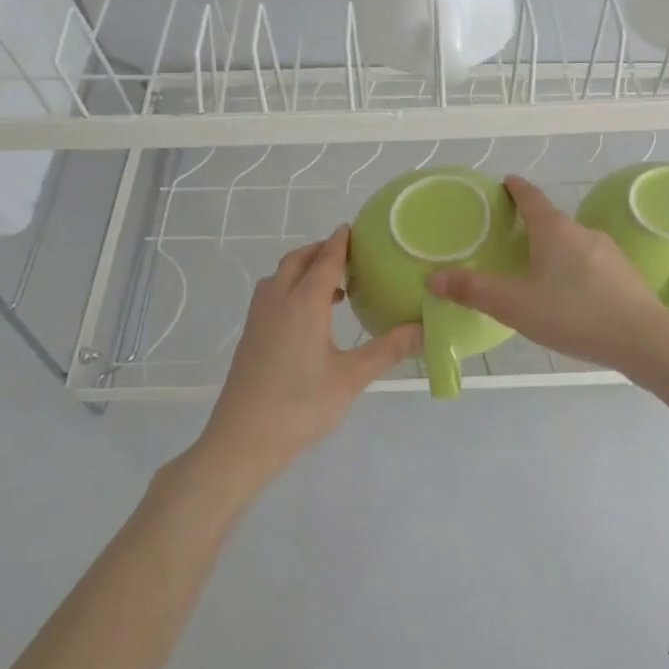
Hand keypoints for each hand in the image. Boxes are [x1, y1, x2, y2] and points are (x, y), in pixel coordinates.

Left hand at [197, 227, 417, 482]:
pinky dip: (290, 287)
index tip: (353, 228)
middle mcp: (277, 301)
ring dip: (303, 269)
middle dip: (320, 251)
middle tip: (348, 255)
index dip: (340, 242)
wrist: (243, 440)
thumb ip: (390, 349)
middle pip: (297, 261)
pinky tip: (310, 316)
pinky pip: (271, 294)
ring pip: (279, 277)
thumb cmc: (301, 405)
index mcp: (303, 303)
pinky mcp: (250, 336)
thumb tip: (426, 328)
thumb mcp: (352, 377)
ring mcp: (258, 319)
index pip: (324, 260)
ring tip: (332, 284)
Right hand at [427, 175, 668, 373]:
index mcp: (554, 230)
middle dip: (532, 226)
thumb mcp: (515, 305)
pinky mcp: (625, 275)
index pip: (531, 198)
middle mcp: (583, 232)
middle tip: (511, 239)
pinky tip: (570, 297)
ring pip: (573, 244)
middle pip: (552, 221)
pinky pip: (591, 265)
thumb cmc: (572, 314)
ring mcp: (609, 252)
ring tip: (538, 273)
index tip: (506, 182)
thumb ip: (474, 291)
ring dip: (554, 251)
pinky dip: (575, 271)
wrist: (642, 339)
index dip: (516, 189)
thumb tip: (433, 278)